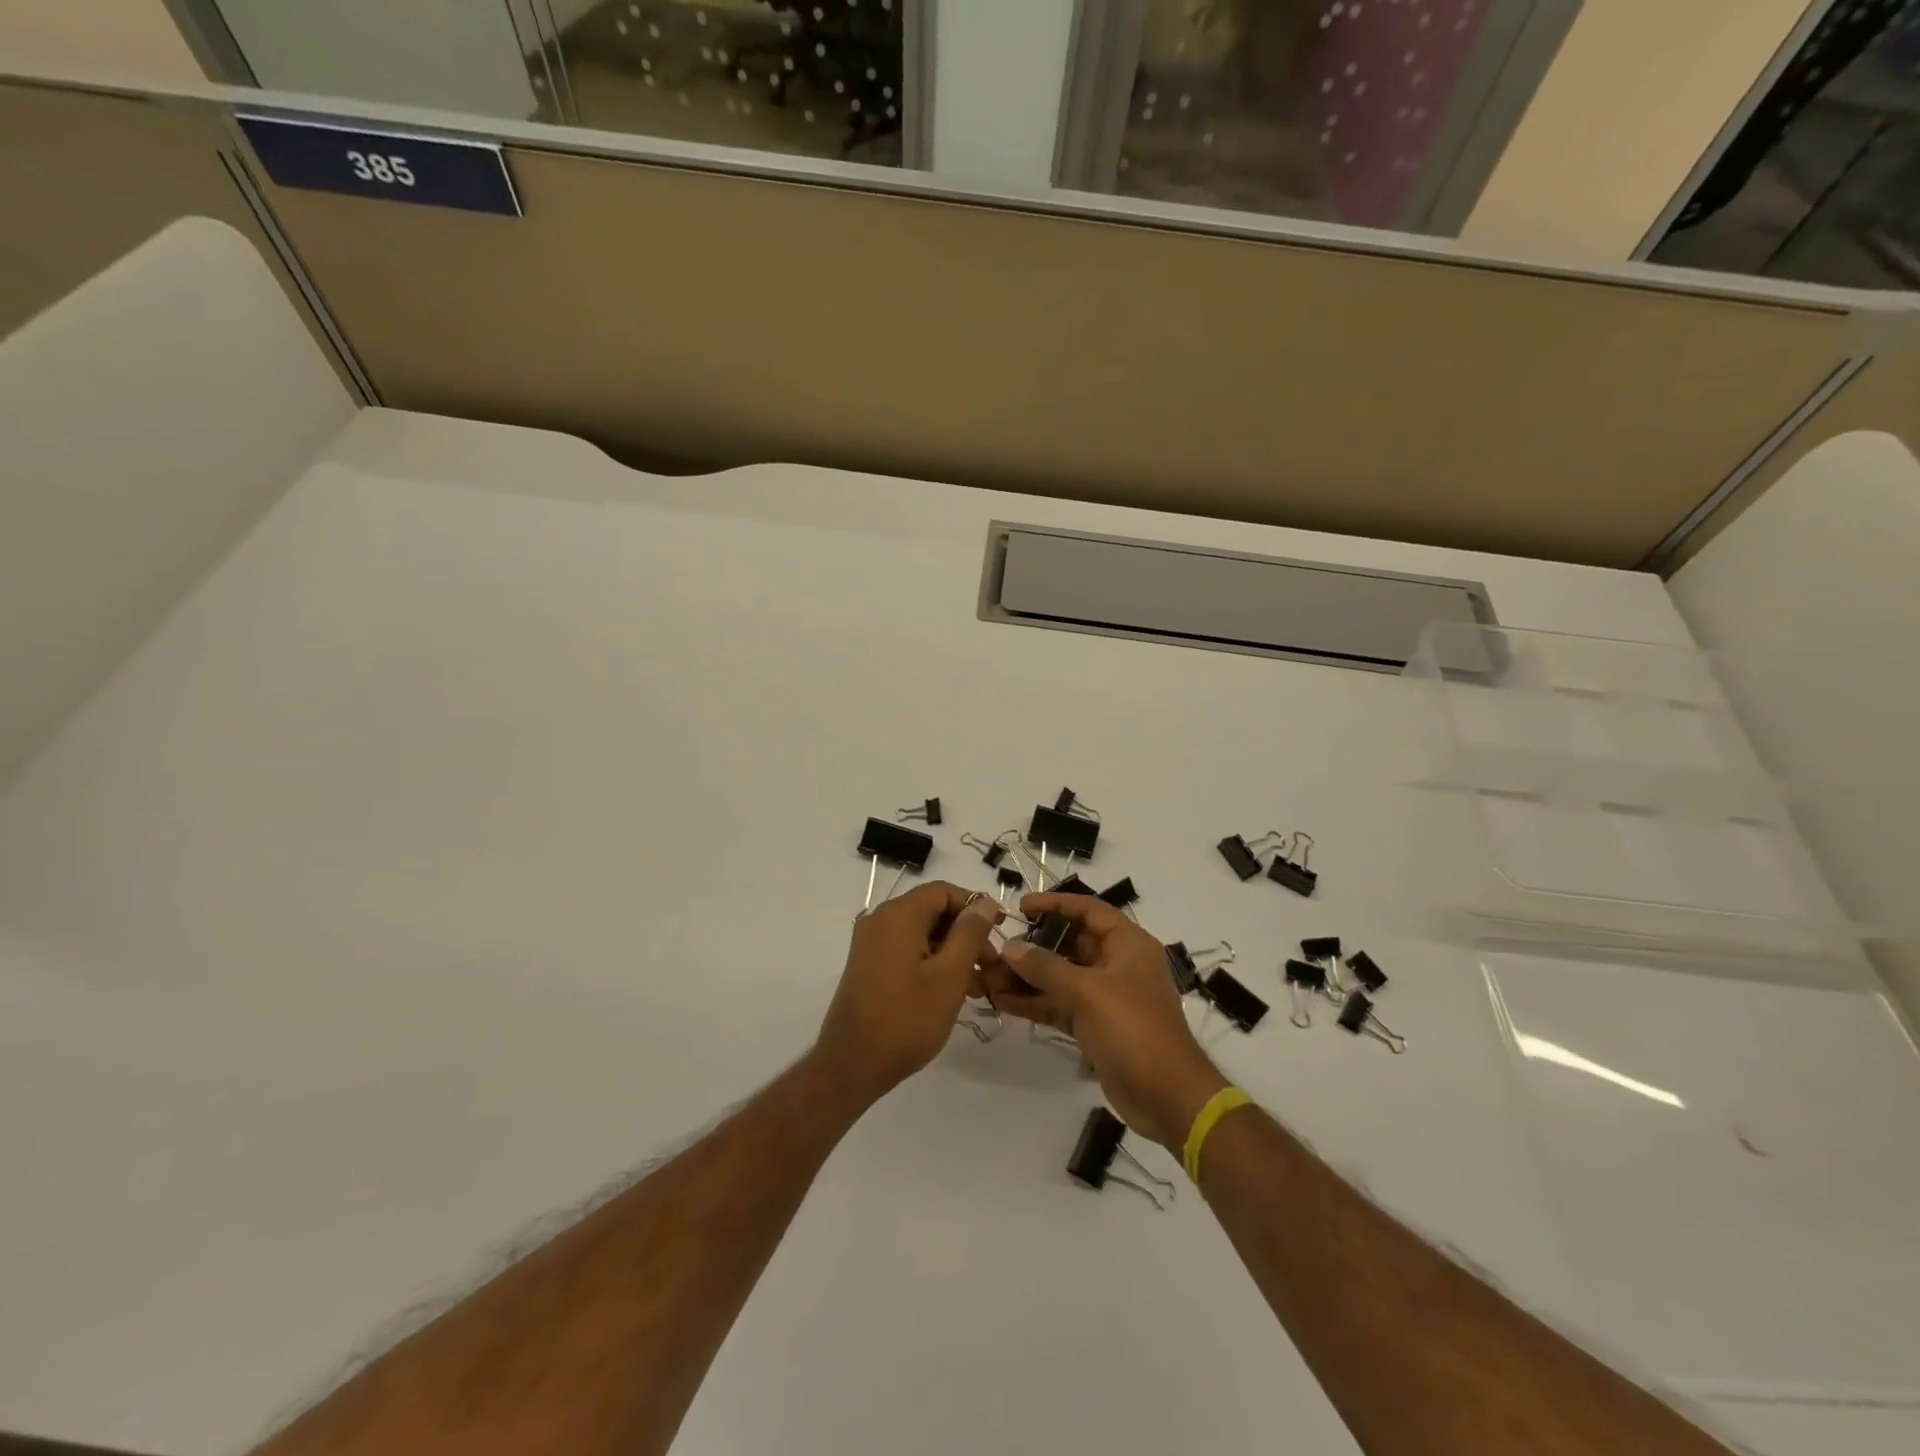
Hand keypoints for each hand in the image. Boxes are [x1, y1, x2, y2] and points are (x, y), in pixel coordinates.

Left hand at [813, 881, 1002, 1106]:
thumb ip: (970, 934)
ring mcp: (871, 944)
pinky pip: (907, 951)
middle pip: (932, 911)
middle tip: (991, 965)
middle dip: (966, 933)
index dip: (975, 905)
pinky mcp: (868, 966)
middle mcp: (880, 920)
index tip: (1001, 929)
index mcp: (898, 915)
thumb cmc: (907, 1018)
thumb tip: (984, 902)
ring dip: (952, 952)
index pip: (944, 891)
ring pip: (921, 934)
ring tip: (977, 985)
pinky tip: (951, 991)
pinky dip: (932, 962)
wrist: (852, 1065)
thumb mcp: (949, 975)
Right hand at [980, 893, 1228, 1149]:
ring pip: (1061, 976)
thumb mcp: (1087, 991)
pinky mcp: (1096, 1026)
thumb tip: (1010, 948)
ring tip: (989, 976)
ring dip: (1028, 976)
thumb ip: (1045, 967)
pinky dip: (1035, 1002)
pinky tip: (1002, 1001)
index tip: (1020, 907)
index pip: (1088, 910)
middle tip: (997, 947)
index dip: (1054, 904)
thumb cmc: (1133, 1029)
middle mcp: (1117, 964)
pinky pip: (1060, 1004)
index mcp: (1127, 943)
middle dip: (1033, 946)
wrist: (1167, 1097)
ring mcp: (1106, 996)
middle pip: (1070, 943)